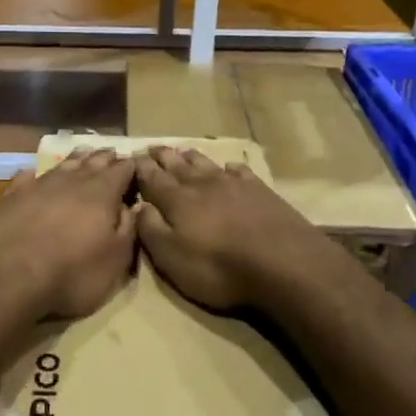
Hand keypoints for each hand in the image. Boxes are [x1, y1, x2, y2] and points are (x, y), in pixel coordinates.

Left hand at [0, 149, 136, 323]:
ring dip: (76, 159)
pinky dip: (35, 174)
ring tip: (84, 153)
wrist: (7, 277)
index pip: (123, 170)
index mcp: (102, 193)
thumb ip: (128, 229)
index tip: (139, 162)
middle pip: (93, 162)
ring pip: (62, 165)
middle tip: (113, 152)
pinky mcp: (10, 197)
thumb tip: (133, 206)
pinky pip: (26, 177)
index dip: (132, 166)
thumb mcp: (115, 260)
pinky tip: (33, 173)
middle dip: (105, 157)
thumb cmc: (71, 273)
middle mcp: (71, 181)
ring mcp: (38, 186)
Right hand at [133, 146, 344, 310]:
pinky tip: (230, 168)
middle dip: (163, 156)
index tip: (132, 157)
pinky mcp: (260, 191)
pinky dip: (230, 168)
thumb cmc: (219, 267)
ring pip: (206, 163)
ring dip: (191, 157)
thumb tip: (139, 206)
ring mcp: (234, 184)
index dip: (141, 168)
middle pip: (178, 165)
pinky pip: (240, 172)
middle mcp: (202, 184)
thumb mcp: (172, 258)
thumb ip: (151, 230)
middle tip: (153, 148)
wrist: (283, 262)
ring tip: (182, 151)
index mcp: (176, 200)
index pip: (152, 178)